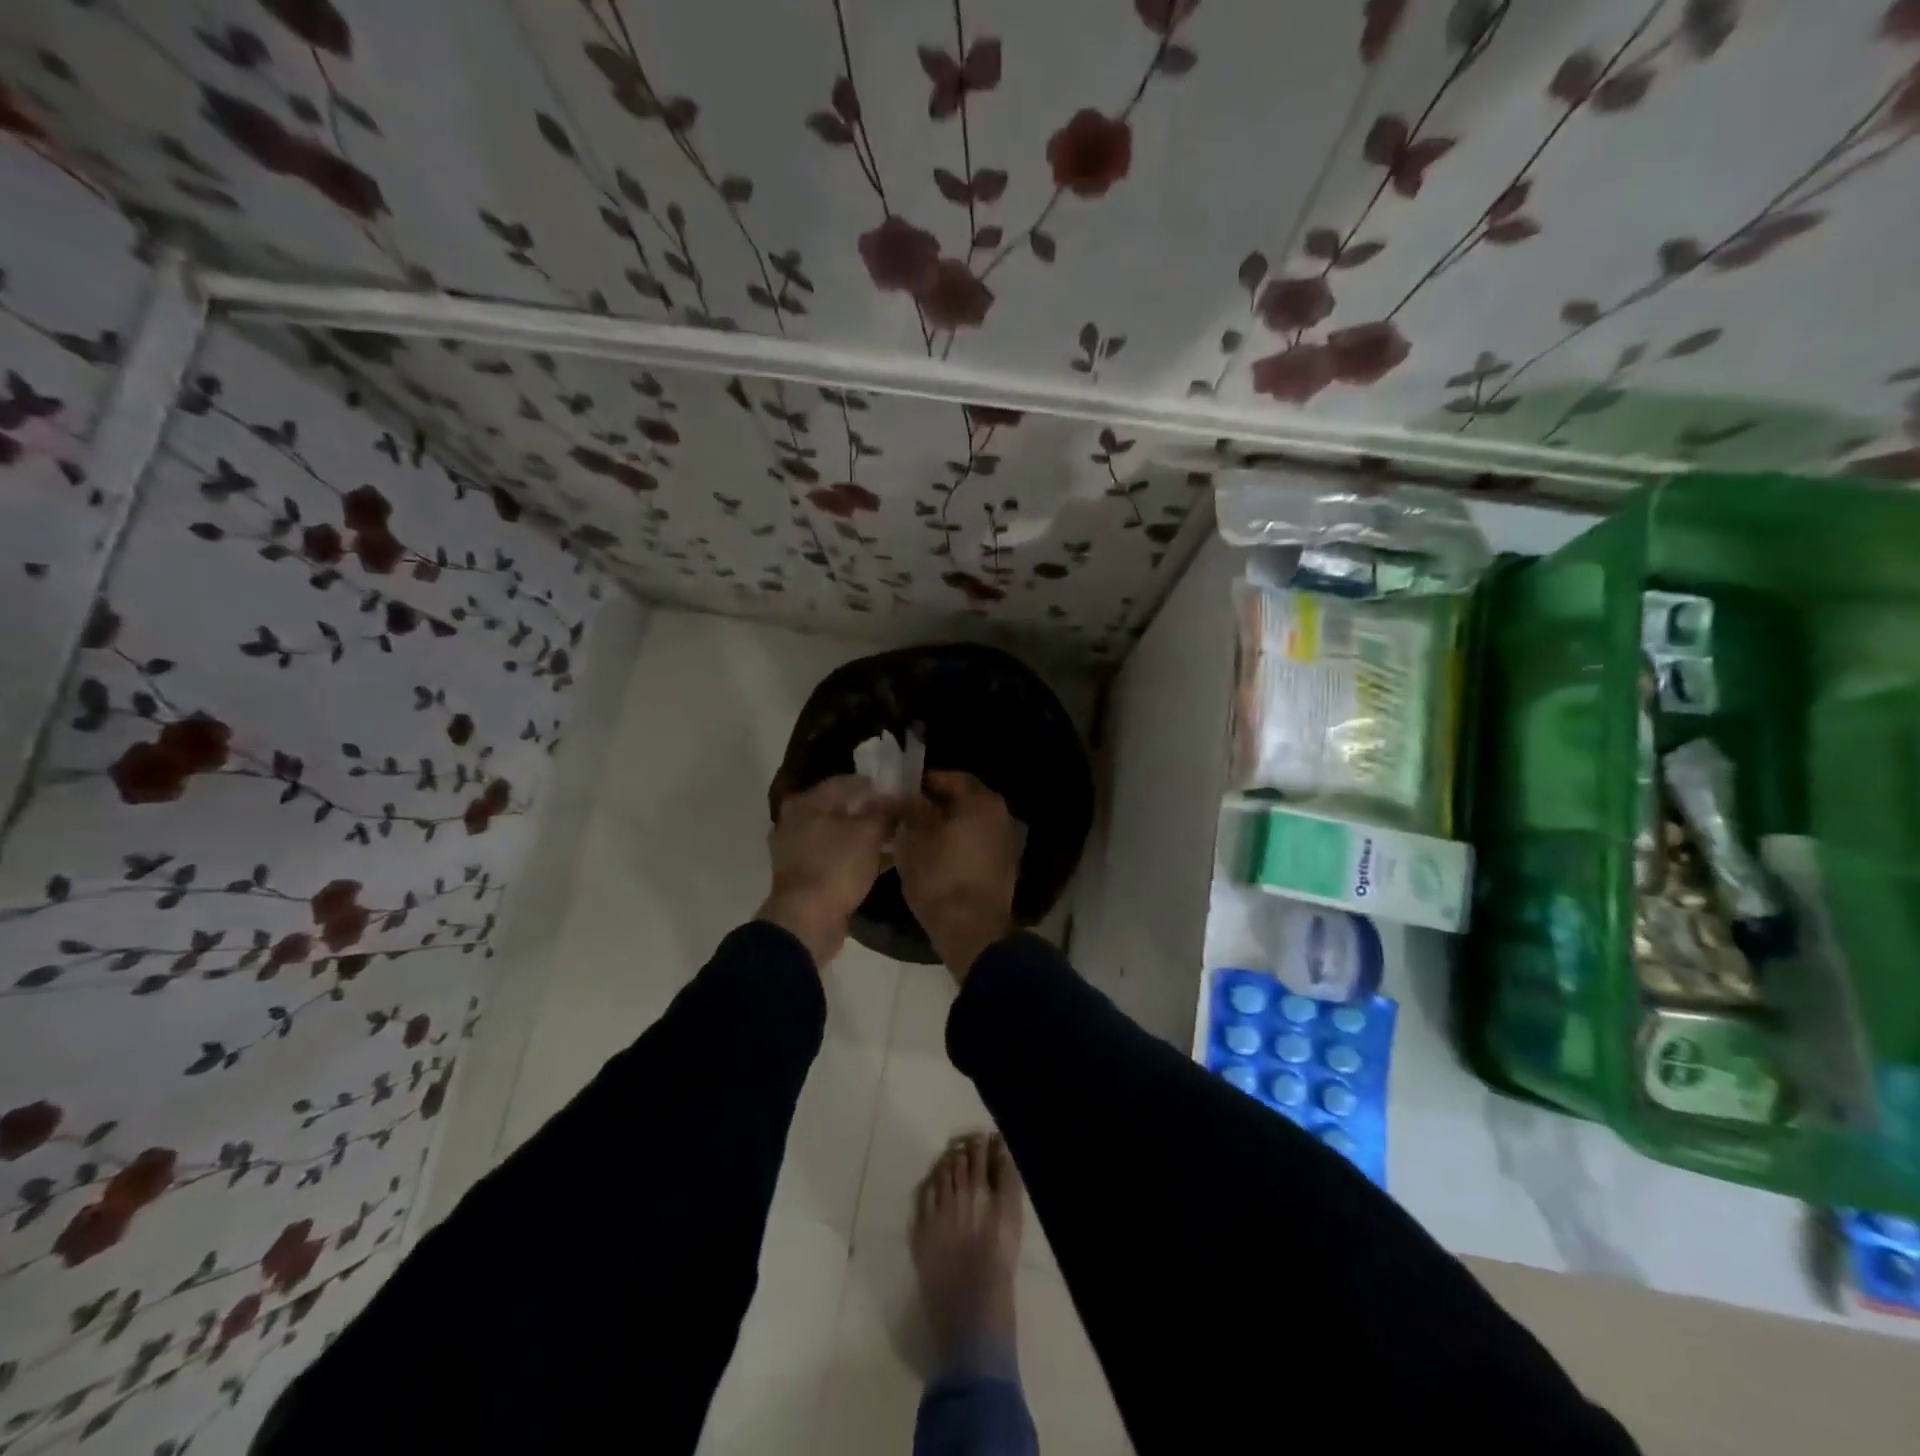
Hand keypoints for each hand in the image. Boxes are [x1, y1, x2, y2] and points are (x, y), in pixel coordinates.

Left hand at [758, 775, 897, 963]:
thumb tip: (898, 798)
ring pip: (837, 834)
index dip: (875, 786)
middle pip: (839, 808)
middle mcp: (795, 821)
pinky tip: (880, 861)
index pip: (845, 782)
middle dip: (869, 812)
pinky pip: (833, 856)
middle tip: (897, 816)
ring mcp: (795, 850)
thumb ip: (886, 812)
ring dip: (863, 836)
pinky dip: (854, 856)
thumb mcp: (869, 834)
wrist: (807, 920)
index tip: (899, 793)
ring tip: (893, 839)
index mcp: (806, 803)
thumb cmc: (836, 866)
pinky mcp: (803, 875)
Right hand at [895, 771, 1026, 979]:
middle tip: (907, 816)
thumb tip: (906, 794)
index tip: (902, 793)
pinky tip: (937, 858)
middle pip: (964, 800)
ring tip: (918, 839)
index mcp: (982, 801)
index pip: (952, 777)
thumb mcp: (915, 839)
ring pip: (971, 823)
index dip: (925, 783)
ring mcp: (1007, 842)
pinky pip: (977, 844)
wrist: (972, 930)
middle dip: (936, 805)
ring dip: (947, 826)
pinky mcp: (1005, 866)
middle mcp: (1002, 815)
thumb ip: (912, 809)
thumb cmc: (940, 877)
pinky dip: (959, 845)